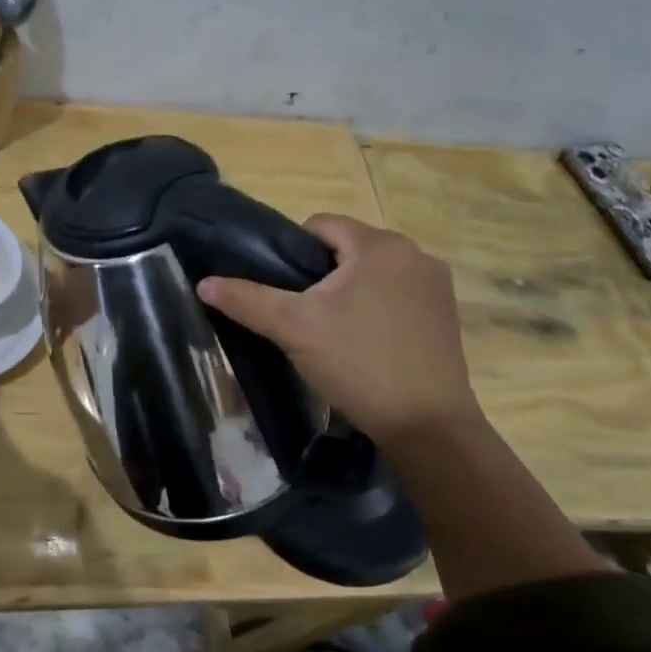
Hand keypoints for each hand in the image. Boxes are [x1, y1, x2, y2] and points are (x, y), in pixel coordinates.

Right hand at [196, 215, 480, 443]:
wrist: (427, 426)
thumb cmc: (358, 363)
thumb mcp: (293, 328)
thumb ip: (247, 300)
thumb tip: (204, 283)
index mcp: (380, 245)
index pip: (320, 225)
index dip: (291, 252)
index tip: (282, 290)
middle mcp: (415, 255)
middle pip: (348, 249)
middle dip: (320, 275)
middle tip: (301, 316)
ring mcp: (436, 287)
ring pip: (372, 274)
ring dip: (348, 293)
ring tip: (329, 332)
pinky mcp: (447, 316)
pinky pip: (397, 297)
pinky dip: (375, 310)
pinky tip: (363, 345)